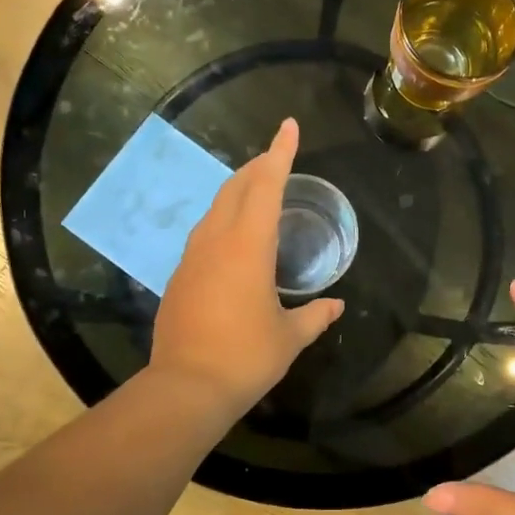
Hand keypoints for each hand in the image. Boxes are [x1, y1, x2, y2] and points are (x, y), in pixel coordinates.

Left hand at [151, 119, 343, 413]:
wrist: (186, 388)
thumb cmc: (246, 357)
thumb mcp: (289, 337)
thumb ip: (315, 316)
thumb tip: (336, 306)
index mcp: (248, 246)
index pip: (266, 185)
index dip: (280, 153)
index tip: (288, 126)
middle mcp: (216, 241)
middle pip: (236, 188)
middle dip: (257, 167)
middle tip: (277, 158)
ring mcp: (192, 257)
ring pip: (215, 209)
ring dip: (237, 191)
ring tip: (256, 190)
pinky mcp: (179, 277)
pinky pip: (204, 233)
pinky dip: (223, 220)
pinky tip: (232, 238)